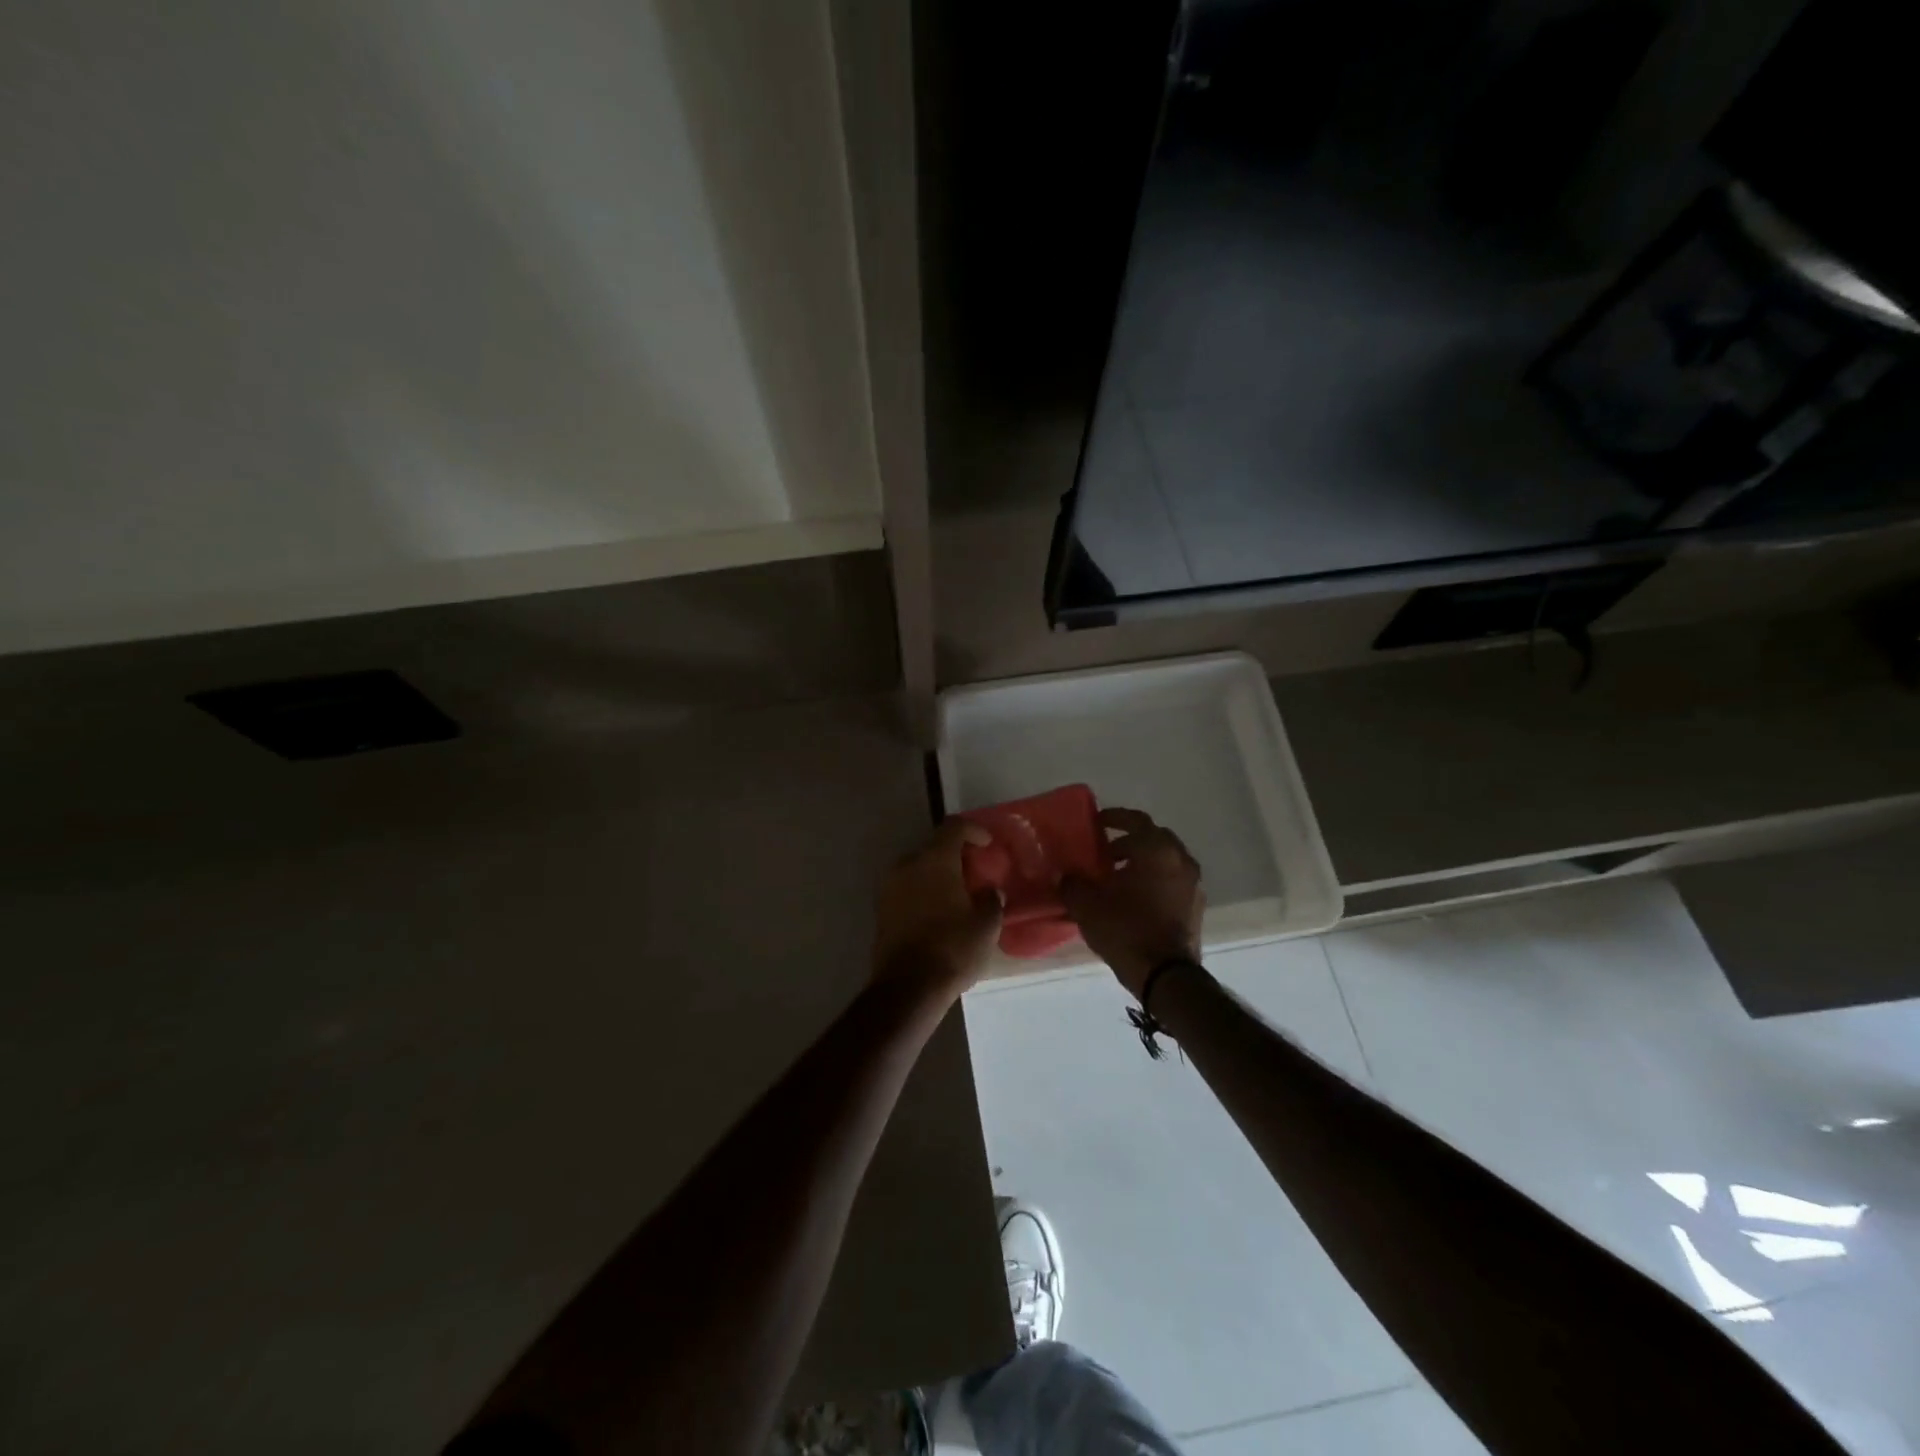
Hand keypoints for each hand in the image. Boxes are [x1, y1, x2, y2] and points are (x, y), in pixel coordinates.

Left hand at [871, 819, 1002, 997]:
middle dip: (955, 856)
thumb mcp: (986, 925)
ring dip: (938, 876)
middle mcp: (908, 864)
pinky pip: (907, 889)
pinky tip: (939, 914)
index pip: (954, 827)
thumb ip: (991, 900)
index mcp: (935, 859)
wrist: (908, 986)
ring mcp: (889, 886)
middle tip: (975, 873)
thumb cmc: (953, 948)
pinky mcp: (881, 909)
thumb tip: (989, 892)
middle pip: (934, 847)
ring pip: (918, 869)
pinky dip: (923, 892)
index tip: (987, 844)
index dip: (973, 830)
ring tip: (958, 896)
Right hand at [1061, 808, 1203, 999]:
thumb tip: (1066, 874)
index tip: (1097, 823)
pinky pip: (1173, 881)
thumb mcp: (1087, 905)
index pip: (1135, 820)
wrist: (1166, 976)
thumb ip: (1072, 883)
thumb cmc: (1126, 930)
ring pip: (1165, 860)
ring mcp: (1193, 883)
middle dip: (1129, 841)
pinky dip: (1155, 880)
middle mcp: (1180, 859)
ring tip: (1117, 878)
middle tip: (1105, 853)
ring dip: (1143, 862)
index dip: (1114, 817)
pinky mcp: (1196, 906)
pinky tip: (1134, 898)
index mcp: (1156, 850)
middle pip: (1154, 838)